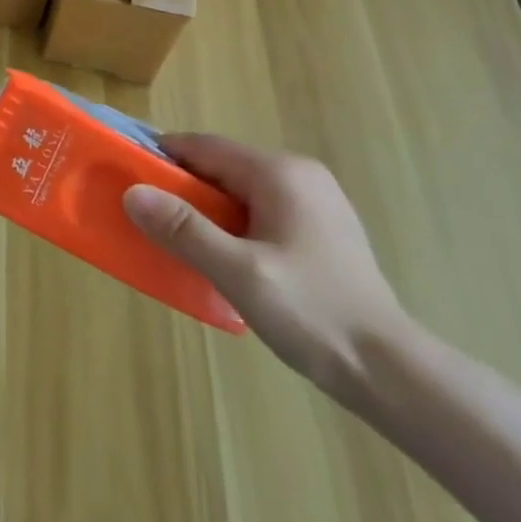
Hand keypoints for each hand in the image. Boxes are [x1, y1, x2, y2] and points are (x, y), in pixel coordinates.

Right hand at [122, 134, 412, 397]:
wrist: (393, 374)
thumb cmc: (313, 313)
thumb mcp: (238, 272)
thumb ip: (183, 229)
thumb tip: (132, 193)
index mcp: (280, 173)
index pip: (204, 146)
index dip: (162, 157)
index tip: (127, 176)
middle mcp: (299, 175)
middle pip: (222, 166)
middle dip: (182, 187)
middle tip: (148, 216)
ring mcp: (316, 202)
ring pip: (240, 190)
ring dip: (207, 208)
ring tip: (179, 239)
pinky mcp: (322, 230)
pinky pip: (260, 211)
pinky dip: (233, 223)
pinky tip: (224, 257)